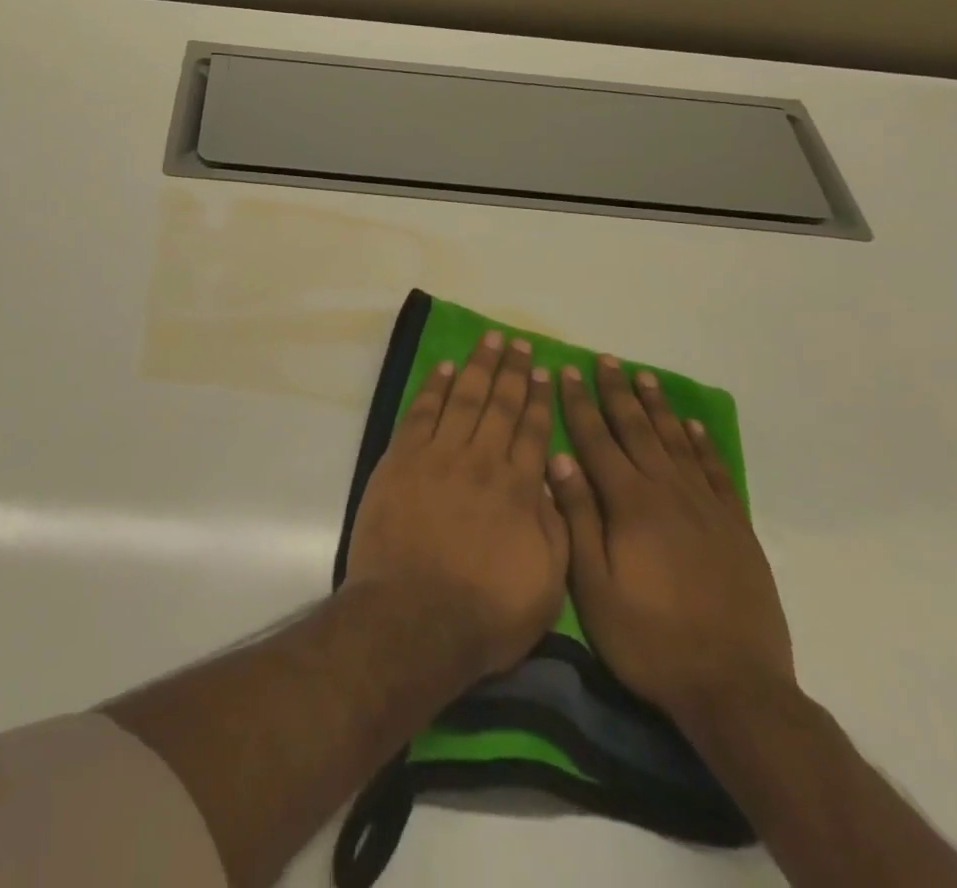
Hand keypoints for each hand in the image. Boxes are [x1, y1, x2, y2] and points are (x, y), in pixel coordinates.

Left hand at [344, 331, 569, 679]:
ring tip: (488, 340)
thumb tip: (551, 482)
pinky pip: (421, 412)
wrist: (414, 616)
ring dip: (477, 367)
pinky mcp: (402, 459)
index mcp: (519, 490)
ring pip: (463, 399)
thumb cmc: (485, 612)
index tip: (542, 371)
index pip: (532, 432)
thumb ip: (554, 529)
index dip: (538, 399)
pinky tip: (443, 368)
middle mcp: (481, 461)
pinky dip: (434, 387)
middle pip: (499, 405)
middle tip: (517, 342)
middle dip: (510, 370)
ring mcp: (438, 456)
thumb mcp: (547, 586)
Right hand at [548, 356, 793, 726]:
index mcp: (629, 504)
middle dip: (618, 393)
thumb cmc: (648, 639)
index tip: (569, 371)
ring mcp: (707, 509)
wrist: (734, 689)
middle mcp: (668, 493)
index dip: (580, 404)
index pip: (597, 440)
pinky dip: (702, 445)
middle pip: (638, 430)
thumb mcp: (593, 586)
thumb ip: (577, 518)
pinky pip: (716, 473)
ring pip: (677, 443)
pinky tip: (692, 426)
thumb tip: (558, 460)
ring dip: (658, 408)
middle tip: (607, 360)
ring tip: (645, 377)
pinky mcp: (736, 529)